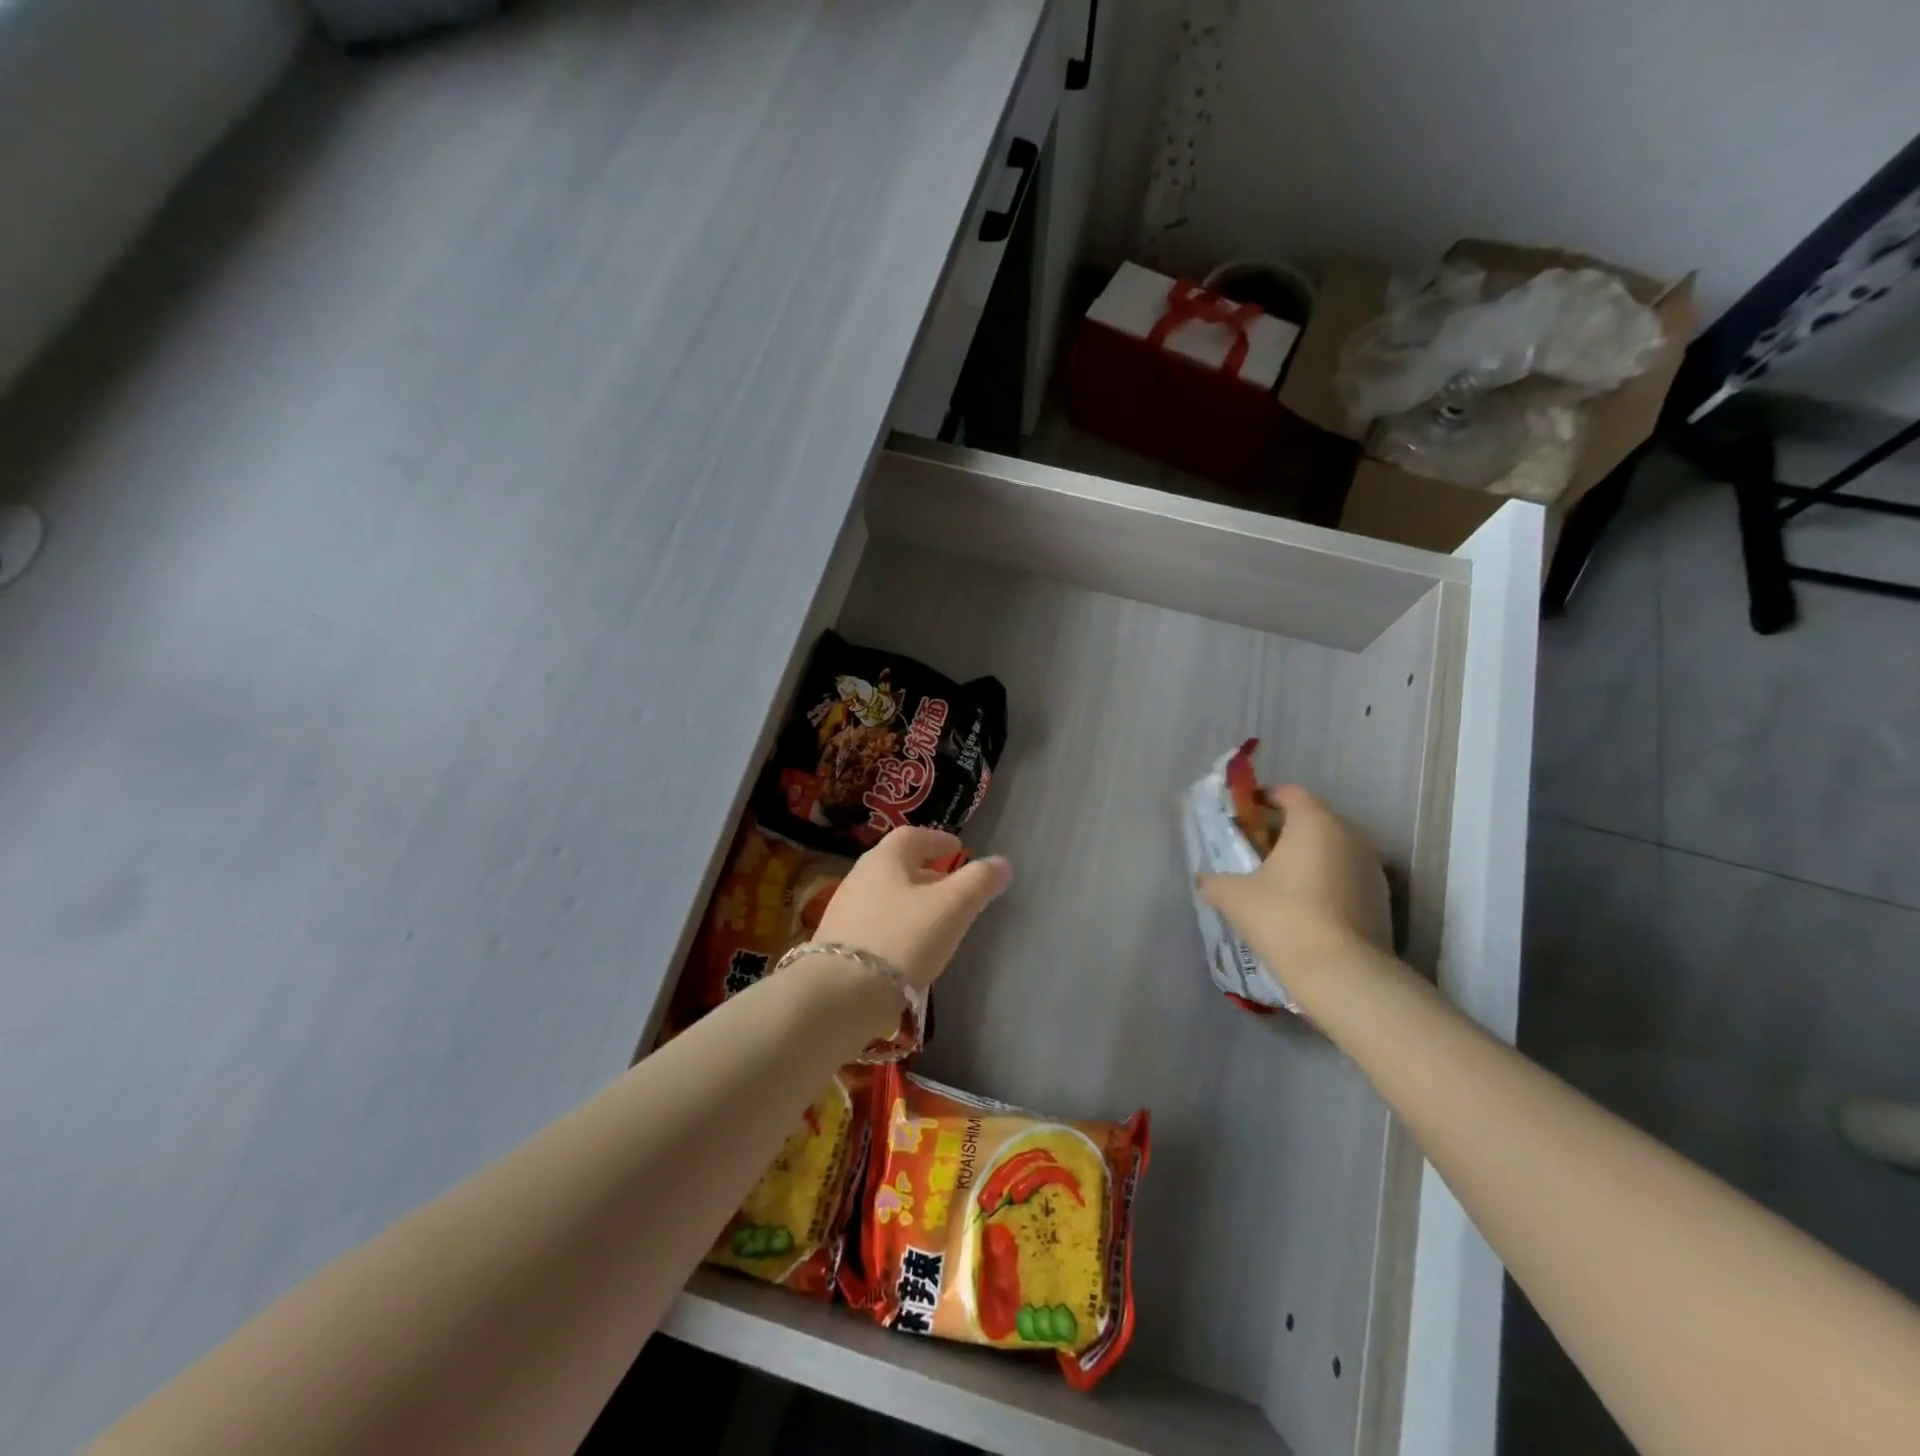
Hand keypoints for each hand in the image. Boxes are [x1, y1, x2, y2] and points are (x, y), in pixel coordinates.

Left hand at [810, 826, 1011, 992]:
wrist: (840, 995)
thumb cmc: (902, 938)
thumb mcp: (951, 908)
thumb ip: (979, 882)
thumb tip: (1003, 863)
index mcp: (884, 859)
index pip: (912, 836)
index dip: (937, 840)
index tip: (957, 849)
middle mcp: (859, 877)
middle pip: (896, 866)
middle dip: (925, 872)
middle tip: (951, 886)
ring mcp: (843, 911)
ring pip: (885, 895)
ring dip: (910, 901)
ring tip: (933, 919)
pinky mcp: (837, 945)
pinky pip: (874, 923)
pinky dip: (895, 925)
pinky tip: (907, 948)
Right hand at [1197, 784, 1390, 980]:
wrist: (1342, 974)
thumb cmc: (1283, 917)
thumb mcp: (1232, 896)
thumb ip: (1214, 880)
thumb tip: (1205, 879)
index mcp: (1315, 822)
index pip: (1290, 793)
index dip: (1264, 799)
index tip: (1244, 815)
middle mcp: (1350, 836)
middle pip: (1313, 821)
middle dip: (1284, 832)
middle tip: (1256, 852)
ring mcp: (1372, 870)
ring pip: (1332, 851)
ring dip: (1307, 860)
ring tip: (1279, 884)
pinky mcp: (1382, 901)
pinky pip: (1346, 879)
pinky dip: (1325, 884)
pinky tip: (1304, 910)